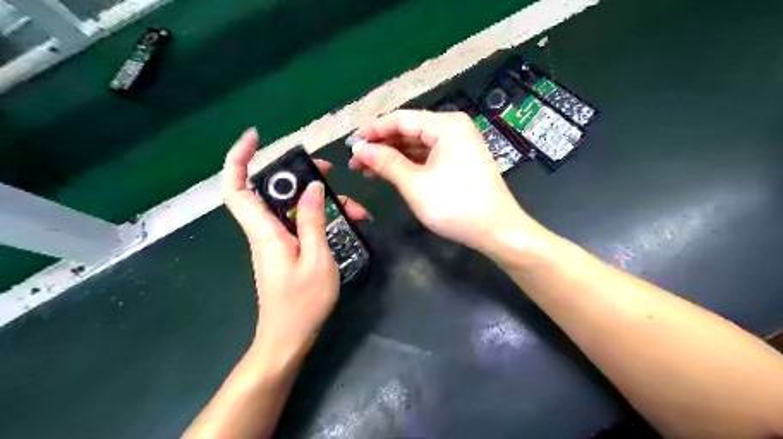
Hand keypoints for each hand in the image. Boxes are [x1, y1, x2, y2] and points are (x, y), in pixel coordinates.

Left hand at [221, 129, 369, 361]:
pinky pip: (301, 224)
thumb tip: (312, 187)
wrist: (289, 339)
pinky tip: (348, 222)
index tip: (256, 136)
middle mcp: (265, 231)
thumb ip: (312, 221)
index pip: (237, 188)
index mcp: (265, 232)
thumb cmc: (302, 303)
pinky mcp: (287, 250)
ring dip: (320, 200)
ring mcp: (276, 241)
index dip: (239, 158)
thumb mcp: (316, 259)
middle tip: (328, 169)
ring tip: (354, 206)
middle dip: (298, 174)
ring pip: (292, 207)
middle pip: (271, 190)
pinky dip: (322, 218)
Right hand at [350, 110, 527, 252]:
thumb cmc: (455, 205)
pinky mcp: (458, 160)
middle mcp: (453, 128)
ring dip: (392, 156)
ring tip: (367, 170)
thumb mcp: (415, 183)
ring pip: (416, 145)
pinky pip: (427, 156)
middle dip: (381, 145)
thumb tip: (359, 149)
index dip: (373, 130)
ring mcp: (457, 144)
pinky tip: (390, 172)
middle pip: (408, 130)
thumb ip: (385, 162)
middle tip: (356, 161)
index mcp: (446, 125)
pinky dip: (408, 164)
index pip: (401, 119)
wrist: (496, 230)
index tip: (350, 144)